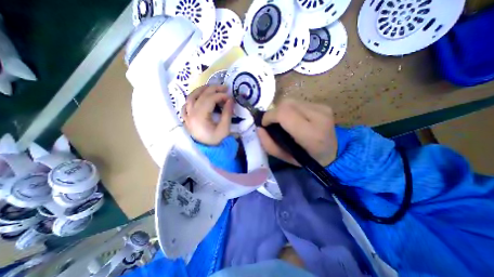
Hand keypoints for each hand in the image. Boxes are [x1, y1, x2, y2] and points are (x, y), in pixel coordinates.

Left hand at [182, 85, 233, 145]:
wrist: (207, 152)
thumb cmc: (216, 141)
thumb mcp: (224, 128)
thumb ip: (227, 113)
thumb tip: (231, 99)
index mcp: (200, 116)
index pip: (210, 99)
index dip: (221, 95)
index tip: (230, 97)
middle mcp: (191, 113)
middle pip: (201, 95)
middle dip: (214, 89)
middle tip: (224, 88)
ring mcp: (187, 116)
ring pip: (191, 97)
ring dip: (201, 90)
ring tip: (212, 88)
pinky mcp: (187, 119)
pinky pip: (186, 105)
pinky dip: (192, 99)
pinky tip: (198, 98)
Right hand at [256, 100, 337, 166]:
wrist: (333, 153)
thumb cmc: (307, 159)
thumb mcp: (285, 157)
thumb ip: (269, 144)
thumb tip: (259, 128)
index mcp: (310, 134)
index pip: (284, 114)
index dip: (269, 116)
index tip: (264, 124)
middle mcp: (319, 116)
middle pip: (287, 103)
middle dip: (274, 112)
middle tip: (272, 123)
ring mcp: (322, 108)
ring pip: (291, 101)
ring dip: (282, 110)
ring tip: (283, 122)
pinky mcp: (323, 105)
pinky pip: (298, 102)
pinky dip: (291, 109)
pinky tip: (294, 118)